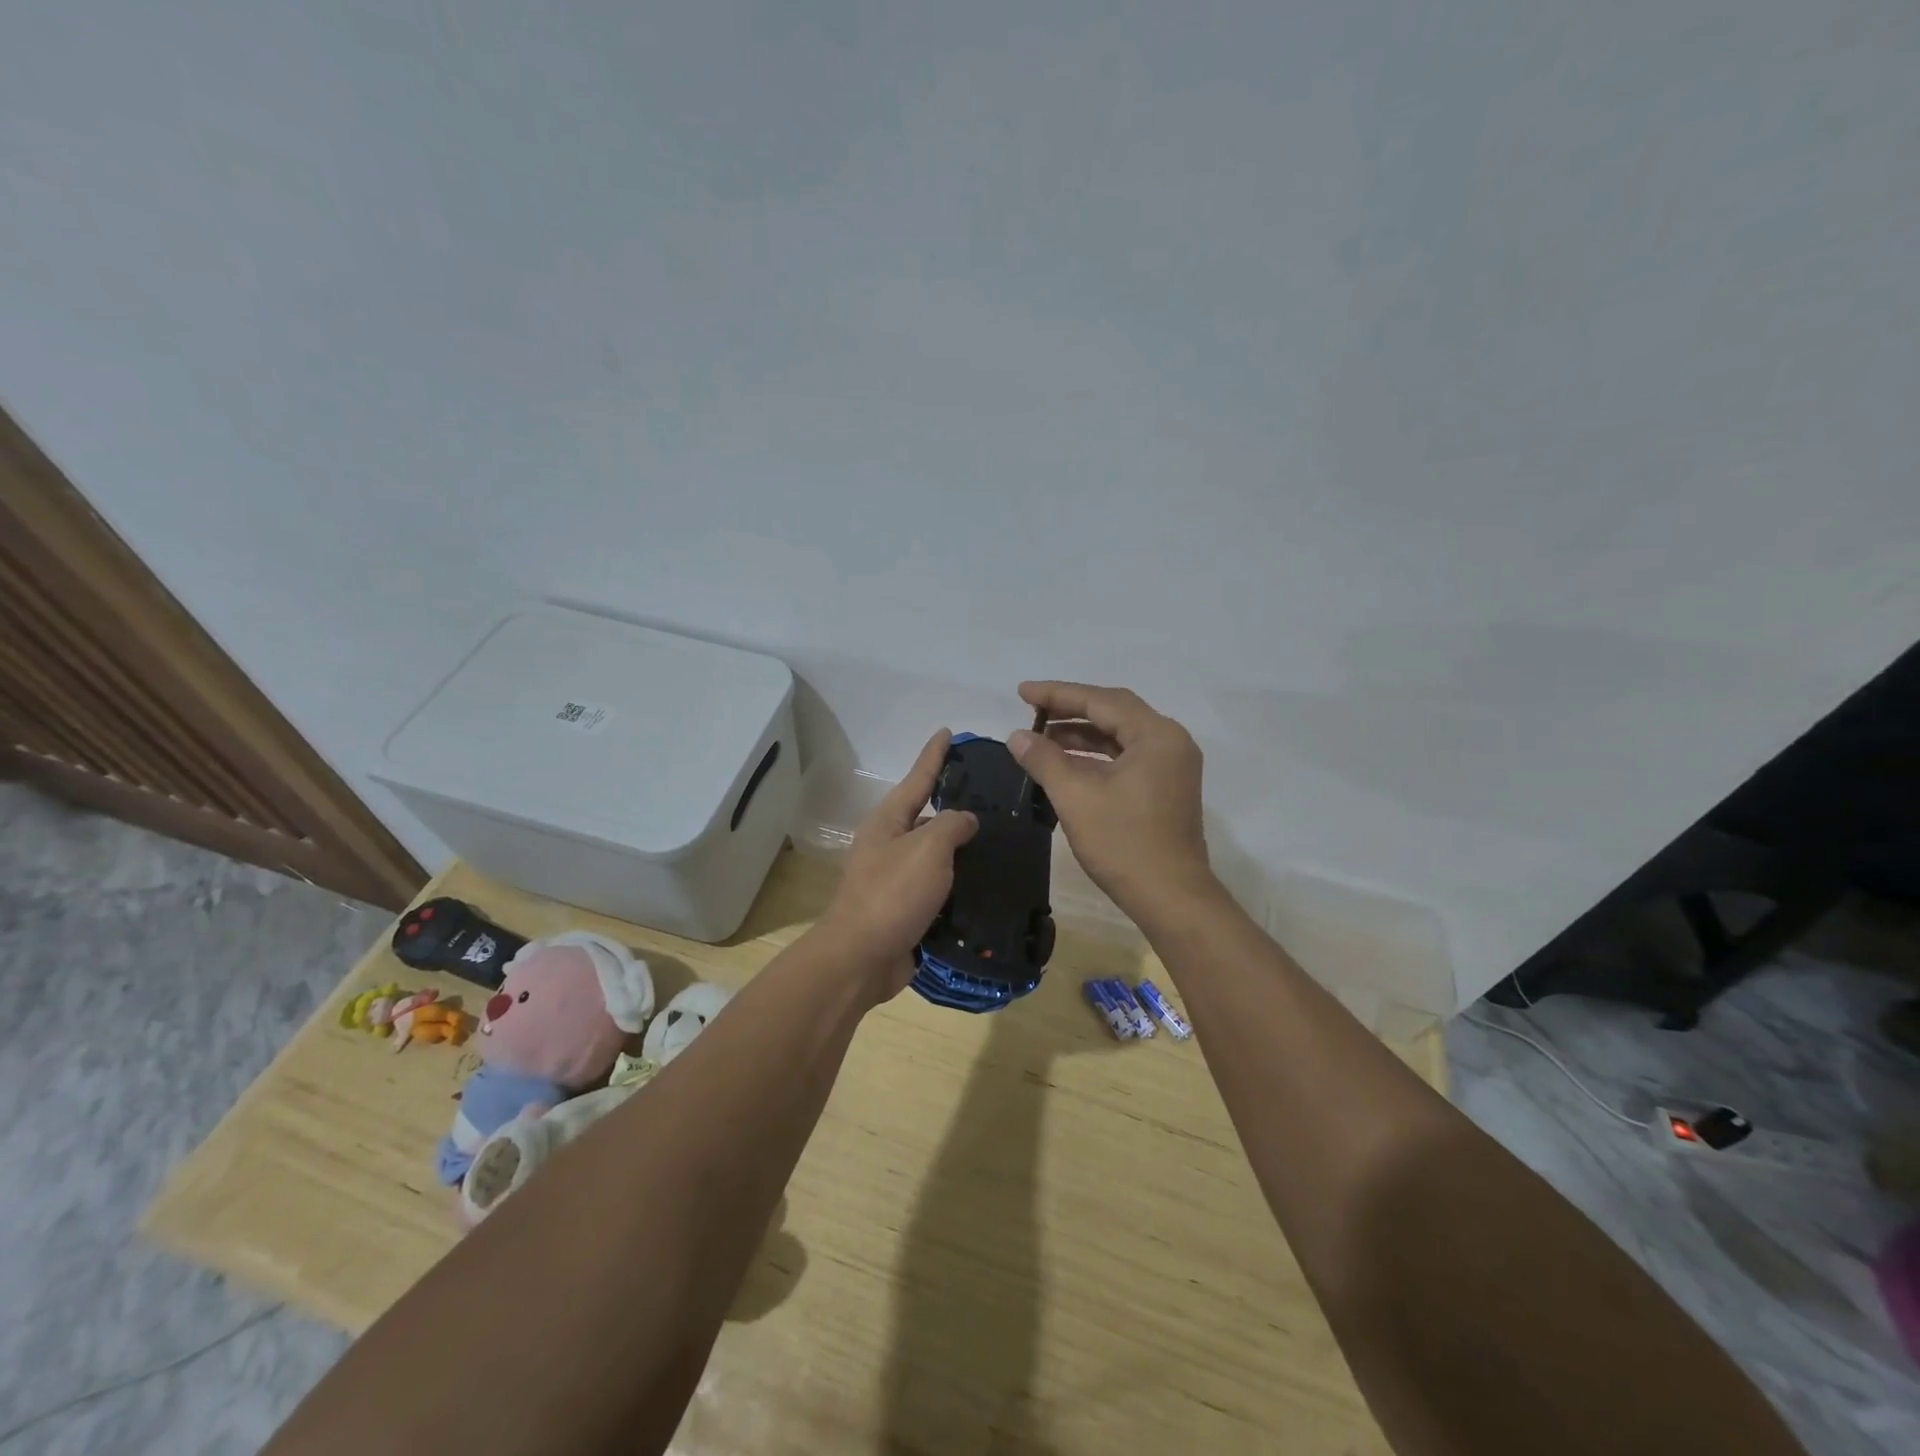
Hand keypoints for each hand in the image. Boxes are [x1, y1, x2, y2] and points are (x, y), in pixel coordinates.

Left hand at [817, 730, 978, 1000]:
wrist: (862, 959)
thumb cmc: (893, 894)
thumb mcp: (927, 848)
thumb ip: (950, 825)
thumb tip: (964, 819)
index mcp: (888, 821)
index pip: (918, 778)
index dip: (934, 755)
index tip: (947, 732)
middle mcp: (890, 845)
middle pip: (927, 817)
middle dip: (955, 805)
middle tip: (993, 797)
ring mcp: (896, 880)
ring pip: (936, 856)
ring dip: (962, 850)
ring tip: (1000, 841)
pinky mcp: (907, 910)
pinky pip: (940, 889)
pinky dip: (960, 885)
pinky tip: (988, 885)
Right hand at [1009, 681, 1214, 921]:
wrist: (1171, 898)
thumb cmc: (1124, 844)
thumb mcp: (1076, 797)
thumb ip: (1044, 759)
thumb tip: (1016, 735)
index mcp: (1156, 735)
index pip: (1100, 700)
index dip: (1057, 694)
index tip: (1021, 692)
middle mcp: (1170, 741)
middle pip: (1114, 712)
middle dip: (1070, 710)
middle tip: (1030, 710)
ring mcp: (1171, 766)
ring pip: (1120, 736)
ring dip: (1081, 735)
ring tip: (1041, 738)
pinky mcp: (1166, 787)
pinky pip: (1126, 757)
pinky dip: (1096, 756)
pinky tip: (1066, 764)